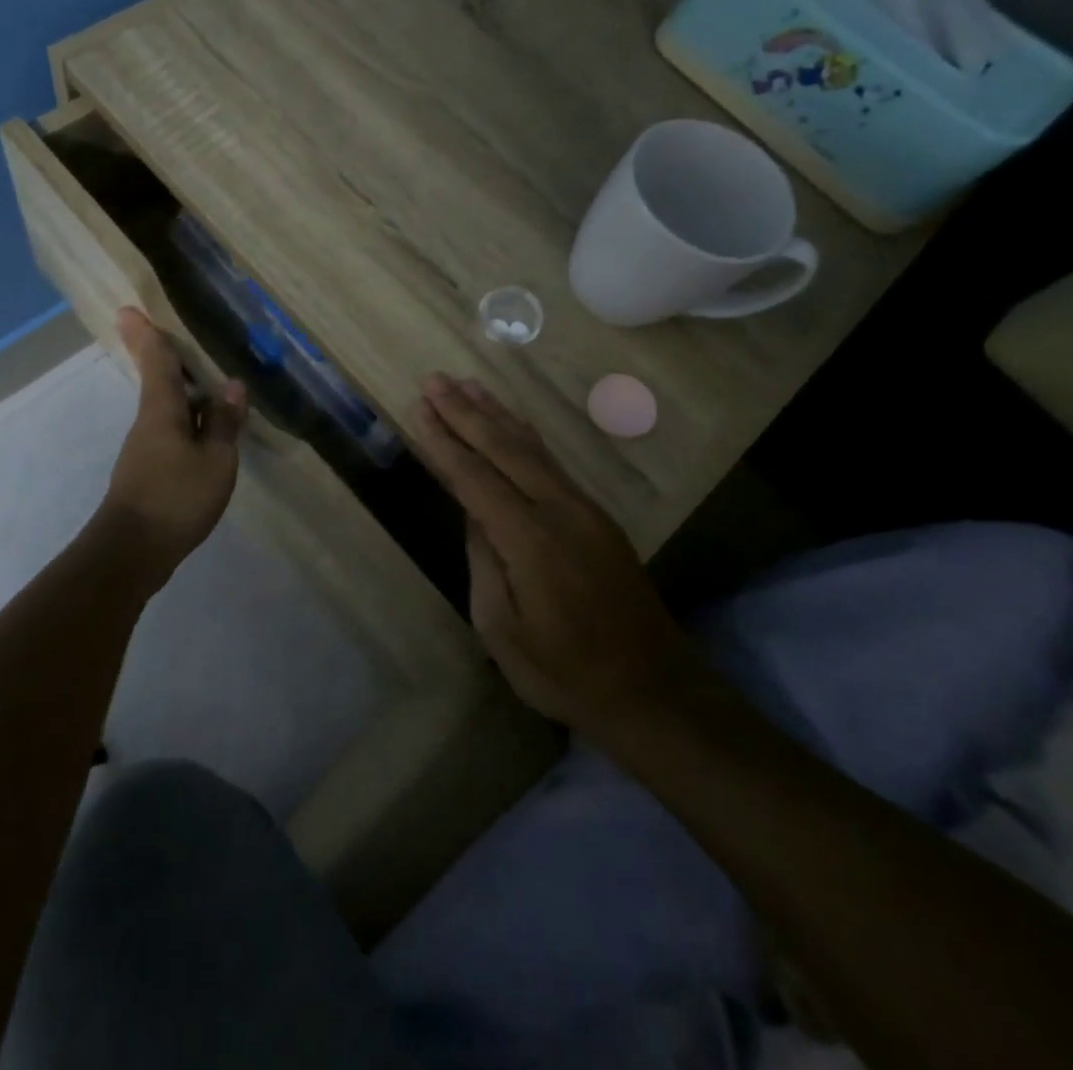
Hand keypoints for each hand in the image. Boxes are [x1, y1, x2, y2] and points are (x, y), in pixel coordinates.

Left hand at [101, 308, 247, 570]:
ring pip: (165, 408)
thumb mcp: (215, 461)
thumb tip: (232, 386)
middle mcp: (149, 422)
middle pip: (158, 381)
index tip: (128, 309)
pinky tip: (204, 430)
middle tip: (172, 335)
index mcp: (162, 410)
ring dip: (181, 391)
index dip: (146, 334)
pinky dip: (186, 420)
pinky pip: (170, 431)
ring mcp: (145, 448)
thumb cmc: (176, 498)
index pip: (156, 361)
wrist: (132, 551)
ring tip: (207, 383)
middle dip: (163, 358)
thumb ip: (223, 423)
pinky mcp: (148, 471)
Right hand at [410, 374, 693, 730]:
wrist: (654, 691)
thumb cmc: (565, 673)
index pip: (475, 477)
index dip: (444, 441)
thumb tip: (474, 515)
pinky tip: (513, 423)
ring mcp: (584, 510)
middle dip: (466, 412)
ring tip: (467, 385)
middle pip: (504, 448)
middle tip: (434, 380)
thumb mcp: (502, 629)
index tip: (418, 408)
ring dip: (496, 414)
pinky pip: (551, 463)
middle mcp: (559, 510)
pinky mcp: (597, 518)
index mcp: (530, 539)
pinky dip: (525, 437)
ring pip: (532, 448)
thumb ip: (484, 562)